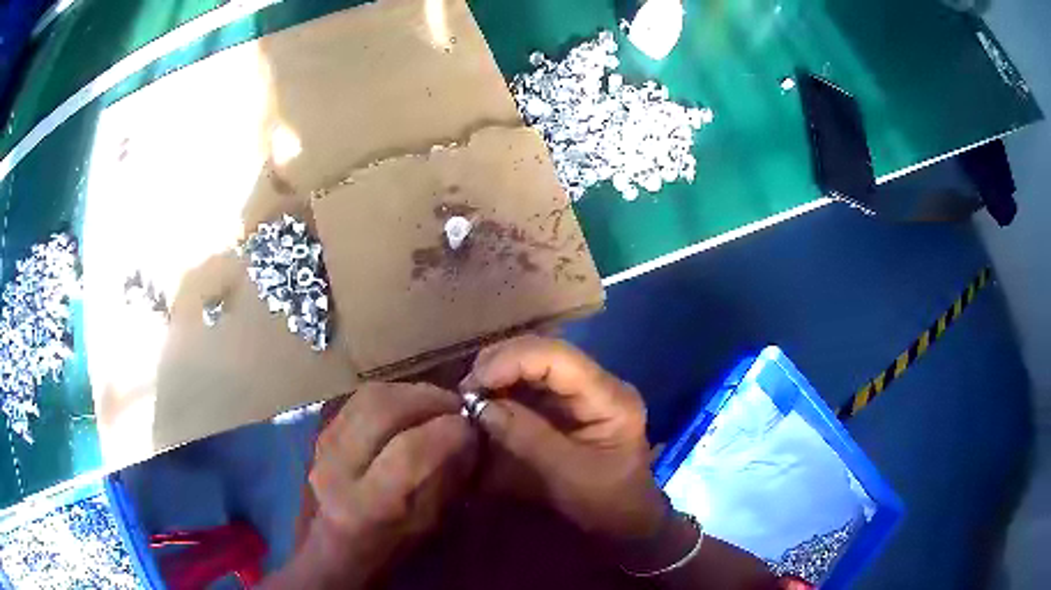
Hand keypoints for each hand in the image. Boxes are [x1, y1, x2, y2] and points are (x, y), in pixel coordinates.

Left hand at [298, 383, 477, 587]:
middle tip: (457, 407)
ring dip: (411, 392)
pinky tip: (408, 407)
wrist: (329, 551)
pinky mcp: (320, 433)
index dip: (448, 432)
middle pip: (383, 410)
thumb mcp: (425, 528)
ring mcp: (323, 447)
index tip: (472, 428)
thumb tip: (468, 437)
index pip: (409, 452)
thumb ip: (446, 481)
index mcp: (368, 506)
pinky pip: (359, 400)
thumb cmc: (385, 550)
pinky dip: (392, 395)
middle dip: (429, 399)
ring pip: (369, 397)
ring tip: (436, 403)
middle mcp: (338, 469)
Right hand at [462, 335, 667, 541]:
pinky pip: (532, 384)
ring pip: (535, 363)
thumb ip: (525, 436)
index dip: (512, 360)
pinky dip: (506, 388)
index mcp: (609, 397)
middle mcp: (598, 383)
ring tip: (471, 395)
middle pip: (545, 352)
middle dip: (501, 364)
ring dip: (500, 373)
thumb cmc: (603, 501)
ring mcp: (584, 391)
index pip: (558, 357)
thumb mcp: (565, 474)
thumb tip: (480, 405)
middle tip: (466, 389)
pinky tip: (487, 402)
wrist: (625, 519)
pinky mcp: (569, 403)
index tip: (475, 382)